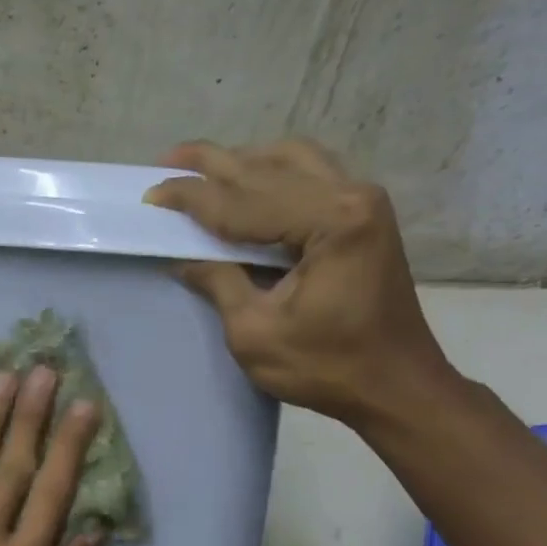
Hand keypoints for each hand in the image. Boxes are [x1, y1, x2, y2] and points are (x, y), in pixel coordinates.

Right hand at [144, 138, 456, 426]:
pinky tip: (247, 181)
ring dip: (242, 161)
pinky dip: (271, 172)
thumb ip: (220, 282)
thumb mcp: (255, 333)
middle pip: (266, 169)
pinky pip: (310, 174)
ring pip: (291, 160)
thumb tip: (183, 258)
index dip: (192, 198)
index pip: (243, 201)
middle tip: (166, 162)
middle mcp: (352, 196)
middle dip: (211, 165)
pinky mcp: (364, 215)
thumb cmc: (327, 367)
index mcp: (330, 222)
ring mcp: (363, 201)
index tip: (150, 195)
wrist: (396, 385)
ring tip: (202, 169)